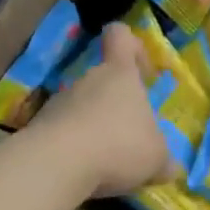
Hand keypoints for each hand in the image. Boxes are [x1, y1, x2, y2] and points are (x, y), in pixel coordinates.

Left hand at [31, 23, 176, 197]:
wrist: (57, 163)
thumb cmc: (119, 146)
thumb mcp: (156, 157)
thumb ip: (162, 158)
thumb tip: (169, 167)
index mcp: (120, 74)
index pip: (120, 37)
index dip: (132, 45)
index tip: (143, 71)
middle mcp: (88, 80)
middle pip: (103, 81)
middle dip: (116, 106)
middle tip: (130, 137)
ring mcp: (59, 101)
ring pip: (82, 108)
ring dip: (94, 129)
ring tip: (106, 162)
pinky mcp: (40, 127)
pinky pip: (63, 132)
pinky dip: (74, 148)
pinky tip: (83, 172)